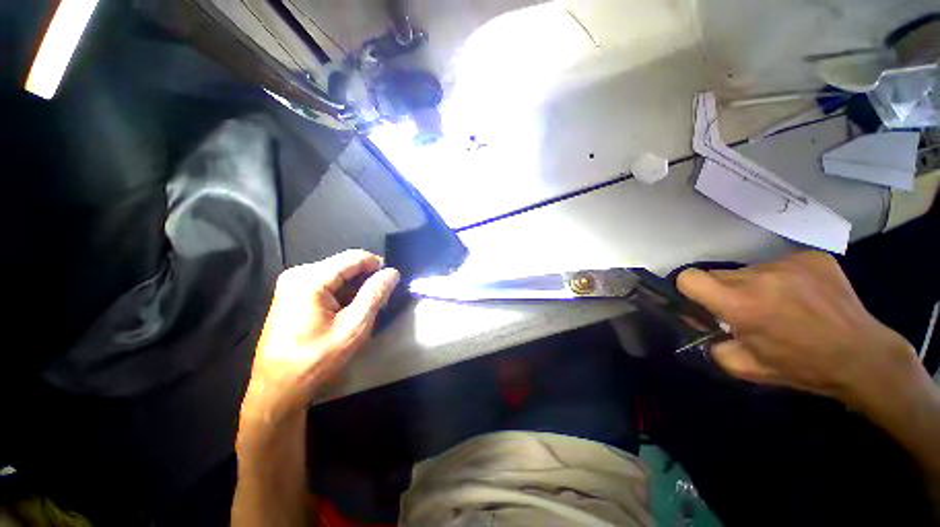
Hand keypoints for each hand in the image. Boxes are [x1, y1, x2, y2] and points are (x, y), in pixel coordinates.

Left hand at [240, 250, 399, 431]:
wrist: (279, 388)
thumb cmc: (317, 359)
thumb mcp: (354, 326)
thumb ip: (375, 294)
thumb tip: (392, 272)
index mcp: (310, 279)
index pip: (354, 257)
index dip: (378, 265)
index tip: (392, 282)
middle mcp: (298, 274)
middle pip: (345, 265)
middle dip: (366, 279)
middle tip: (380, 300)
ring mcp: (292, 284)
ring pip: (337, 274)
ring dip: (356, 287)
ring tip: (365, 308)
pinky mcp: (292, 294)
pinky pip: (327, 283)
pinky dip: (343, 293)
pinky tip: (347, 311)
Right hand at [677, 251, 917, 406]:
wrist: (863, 356)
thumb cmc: (801, 367)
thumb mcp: (744, 367)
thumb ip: (711, 344)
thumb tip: (700, 324)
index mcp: (741, 305)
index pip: (690, 278)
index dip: (690, 290)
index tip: (704, 303)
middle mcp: (760, 277)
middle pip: (719, 273)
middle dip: (724, 291)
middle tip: (747, 311)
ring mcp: (789, 263)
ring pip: (749, 269)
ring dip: (754, 285)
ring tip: (780, 305)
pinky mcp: (811, 257)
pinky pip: (779, 263)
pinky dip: (782, 278)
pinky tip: (802, 296)